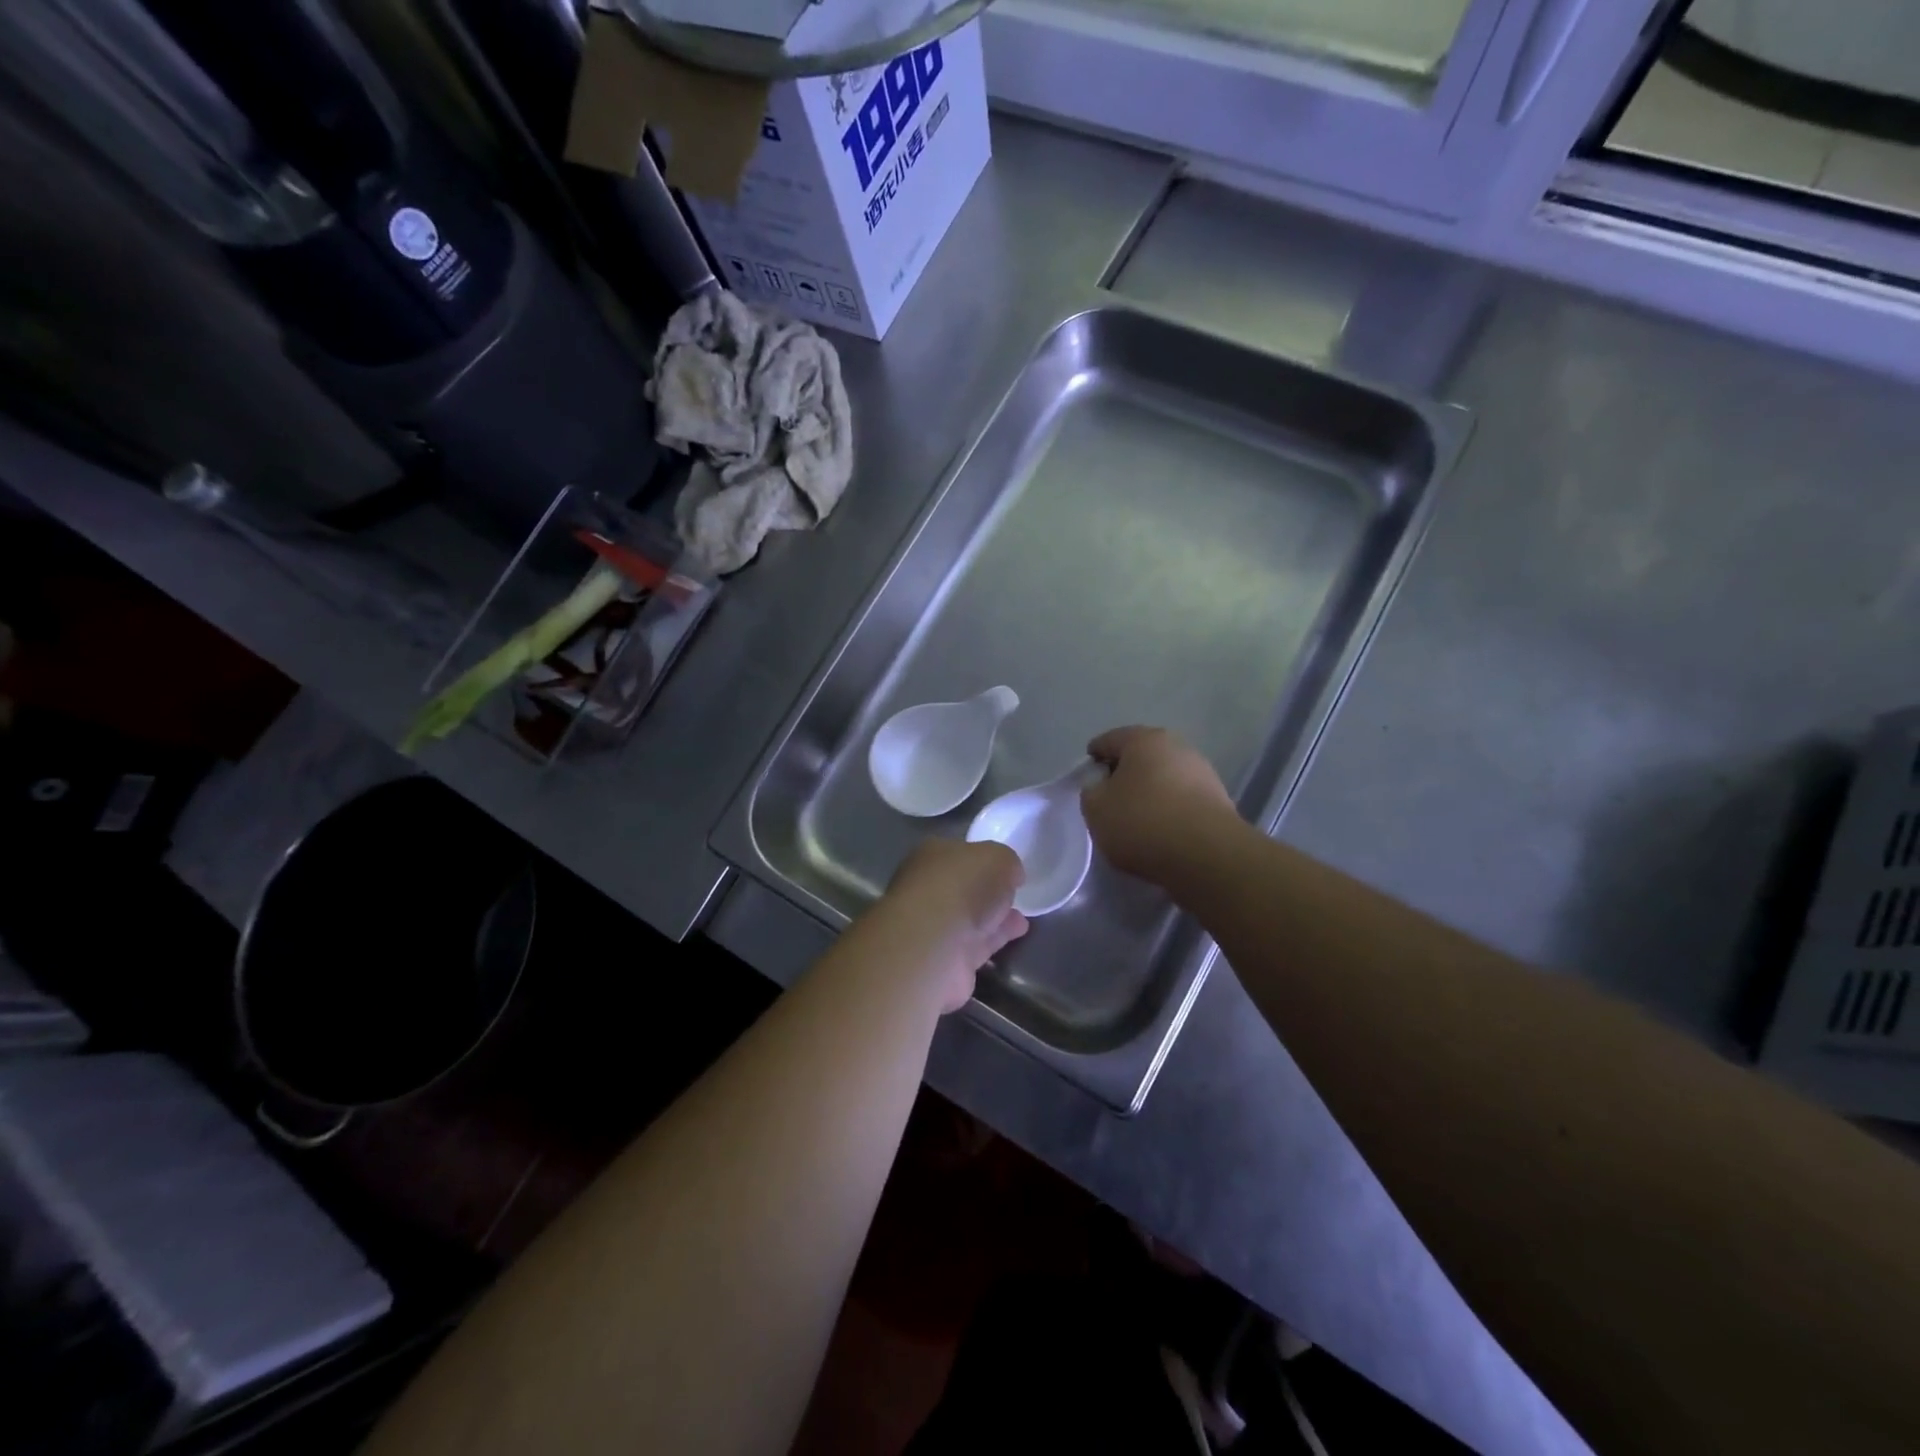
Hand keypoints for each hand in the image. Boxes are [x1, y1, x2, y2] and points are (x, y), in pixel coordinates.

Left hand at [867, 839, 1027, 1012]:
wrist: (934, 946)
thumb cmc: (962, 887)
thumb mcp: (998, 858)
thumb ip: (1007, 862)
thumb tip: (1011, 875)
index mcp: (931, 856)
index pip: (960, 853)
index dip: (984, 859)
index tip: (1007, 869)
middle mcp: (927, 889)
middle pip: (963, 887)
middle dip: (988, 891)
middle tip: (1014, 895)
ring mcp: (932, 927)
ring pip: (969, 918)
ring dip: (994, 918)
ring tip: (1022, 919)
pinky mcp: (944, 960)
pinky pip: (976, 944)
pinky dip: (994, 939)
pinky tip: (1016, 936)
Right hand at [1082, 726, 1236, 886]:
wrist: (1207, 855)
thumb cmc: (1142, 822)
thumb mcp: (1096, 809)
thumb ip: (1091, 791)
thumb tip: (1102, 786)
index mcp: (1143, 739)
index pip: (1108, 741)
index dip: (1092, 760)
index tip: (1085, 781)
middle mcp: (1176, 747)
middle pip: (1140, 757)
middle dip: (1124, 776)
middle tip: (1109, 801)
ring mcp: (1202, 773)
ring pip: (1164, 779)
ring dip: (1149, 794)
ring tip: (1135, 822)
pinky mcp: (1218, 801)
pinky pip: (1182, 801)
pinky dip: (1169, 811)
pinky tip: (1161, 833)